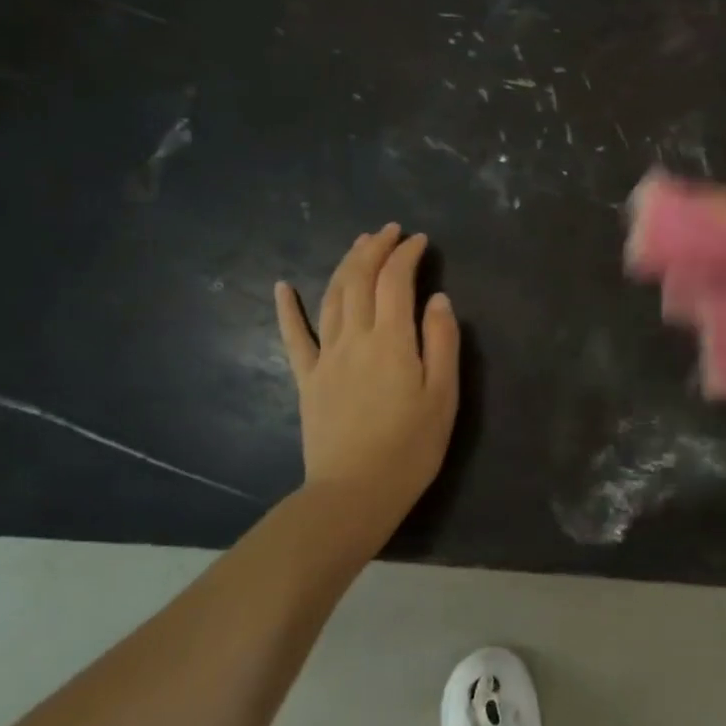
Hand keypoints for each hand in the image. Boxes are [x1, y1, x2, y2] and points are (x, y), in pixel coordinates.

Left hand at [275, 225, 459, 527]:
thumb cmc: (410, 447)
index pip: (396, 281)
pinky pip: (294, 336)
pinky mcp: (307, 378)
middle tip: (389, 231)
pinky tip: (282, 286)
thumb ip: (442, 342)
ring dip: (345, 264)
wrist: (354, 493)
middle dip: (374, 248)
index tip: (420, 240)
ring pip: (331, 297)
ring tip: (359, 244)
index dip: (407, 254)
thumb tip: (438, 299)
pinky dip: (287, 308)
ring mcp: (326, 357)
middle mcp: (355, 338)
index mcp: (392, 340)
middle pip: (359, 279)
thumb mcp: (443, 395)